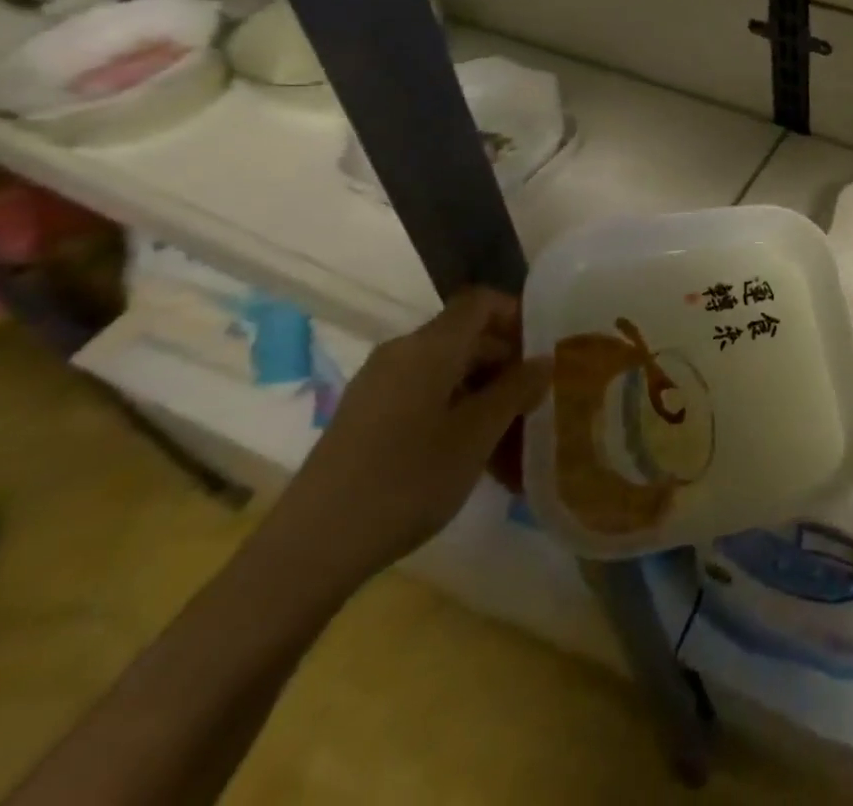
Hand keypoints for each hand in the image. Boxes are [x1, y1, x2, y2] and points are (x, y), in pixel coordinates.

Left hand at [263, 288, 551, 592]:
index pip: (481, 302)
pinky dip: (453, 411)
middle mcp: (400, 354)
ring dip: (483, 393)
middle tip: (535, 401)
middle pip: (465, 337)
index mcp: (429, 346)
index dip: (517, 315)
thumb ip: (516, 390)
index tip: (544, 350)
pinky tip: (468, 454)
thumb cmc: (406, 481)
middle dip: (506, 363)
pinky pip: (422, 396)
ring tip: (508, 437)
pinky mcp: (363, 419)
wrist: (308, 551)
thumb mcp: (477, 435)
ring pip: (446, 371)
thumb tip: (544, 360)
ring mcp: (377, 387)